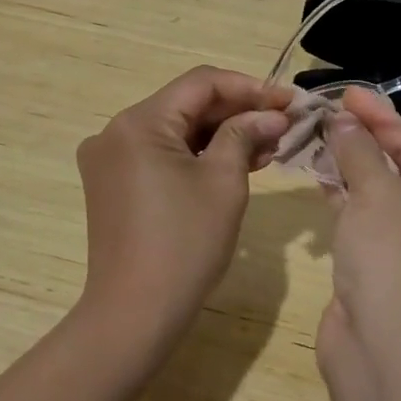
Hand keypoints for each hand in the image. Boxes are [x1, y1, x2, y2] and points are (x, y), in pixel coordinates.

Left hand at [75, 66, 293, 347]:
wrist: (134, 316)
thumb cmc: (184, 244)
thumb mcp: (224, 182)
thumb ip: (245, 135)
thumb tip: (272, 113)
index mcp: (138, 122)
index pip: (201, 83)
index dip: (249, 87)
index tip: (288, 100)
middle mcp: (116, 131)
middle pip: (187, 105)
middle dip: (237, 112)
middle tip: (284, 124)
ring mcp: (111, 159)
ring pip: (176, 130)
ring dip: (221, 135)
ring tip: (269, 146)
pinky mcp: (114, 184)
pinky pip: (162, 154)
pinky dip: (198, 156)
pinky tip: (236, 163)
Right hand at [318, 87, 400, 367]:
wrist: (385, 355)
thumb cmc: (394, 261)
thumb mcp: (377, 195)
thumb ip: (359, 153)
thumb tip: (344, 121)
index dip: (383, 118)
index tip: (349, 94)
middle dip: (367, 142)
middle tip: (333, 113)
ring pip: (380, 200)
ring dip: (351, 170)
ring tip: (320, 137)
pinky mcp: (381, 276)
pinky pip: (363, 225)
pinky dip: (343, 201)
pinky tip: (320, 178)